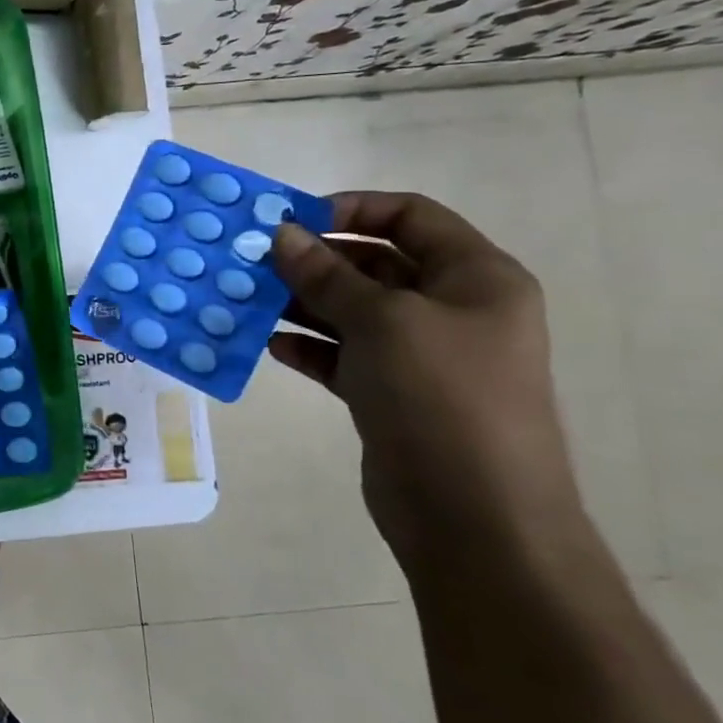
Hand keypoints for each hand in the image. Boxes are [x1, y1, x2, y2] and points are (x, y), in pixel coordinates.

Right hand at [268, 191, 582, 567]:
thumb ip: (326, 274)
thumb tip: (282, 233)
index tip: (292, 221)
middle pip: (375, 264)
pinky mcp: (392, 394)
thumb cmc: (441, 396)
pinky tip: (270, 345)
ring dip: (302, 303)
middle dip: (315, 260)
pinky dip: (309, 347)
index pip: (410, 216)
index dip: (351, 209)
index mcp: (475, 277)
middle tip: (254, 263)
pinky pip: (343, 355)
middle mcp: (452, 309)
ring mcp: (421, 355)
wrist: (474, 514)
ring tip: (248, 301)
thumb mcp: (382, 320)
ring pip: (352, 311)